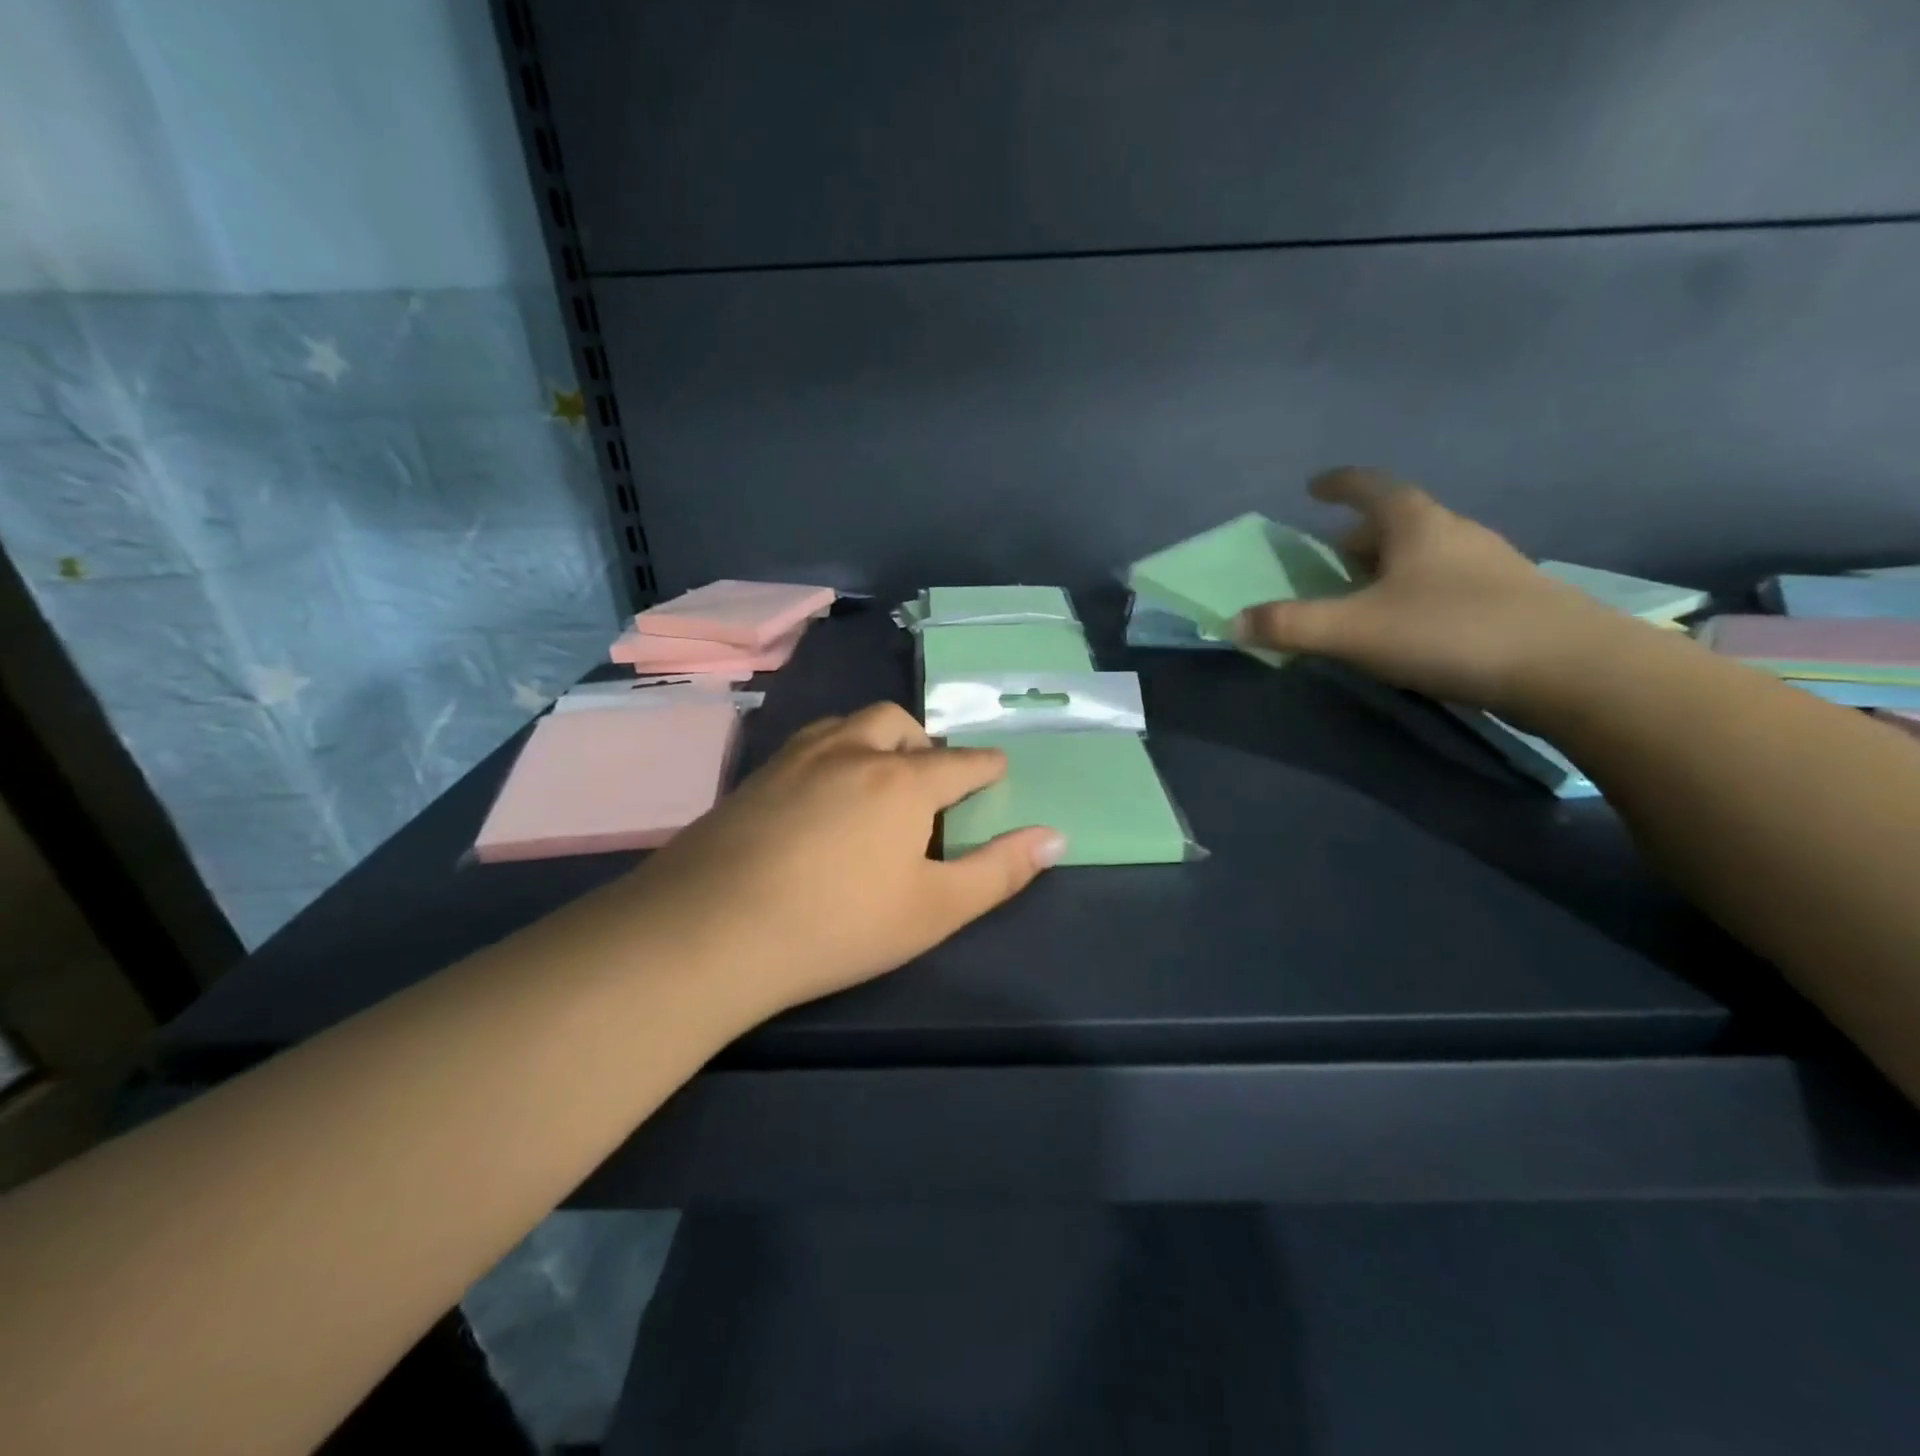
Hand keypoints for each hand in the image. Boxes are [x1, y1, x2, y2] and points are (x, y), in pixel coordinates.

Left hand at [624, 703, 1063, 1019]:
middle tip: (928, 782)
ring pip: (847, 725)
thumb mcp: (934, 909)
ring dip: (874, 740)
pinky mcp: (754, 777)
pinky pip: (807, 745)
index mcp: (903, 781)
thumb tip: (1055, 837)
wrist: (710, 930)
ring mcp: (795, 758)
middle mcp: (851, 751)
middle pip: (899, 725)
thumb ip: (998, 871)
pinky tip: (819, 793)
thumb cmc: (837, 924)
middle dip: (924, 744)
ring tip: (876, 779)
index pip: (960, 762)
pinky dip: (831, 754)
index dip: (986, 766)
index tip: (997, 769)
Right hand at [1235, 467, 1632, 715]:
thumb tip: (1232, 622)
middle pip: (1397, 522)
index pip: (1371, 488)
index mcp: (1417, 524)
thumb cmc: (1450, 631)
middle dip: (1357, 536)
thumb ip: (1289, 625)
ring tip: (1362, 596)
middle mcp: (1455, 534)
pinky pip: (1446, 583)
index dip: (1339, 484)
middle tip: (1328, 560)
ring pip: (1424, 554)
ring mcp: (1489, 567)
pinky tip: (1408, 627)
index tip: (1313, 486)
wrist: (1570, 669)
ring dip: (1388, 567)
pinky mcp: (1509, 601)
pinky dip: (1415, 593)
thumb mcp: (1353, 631)